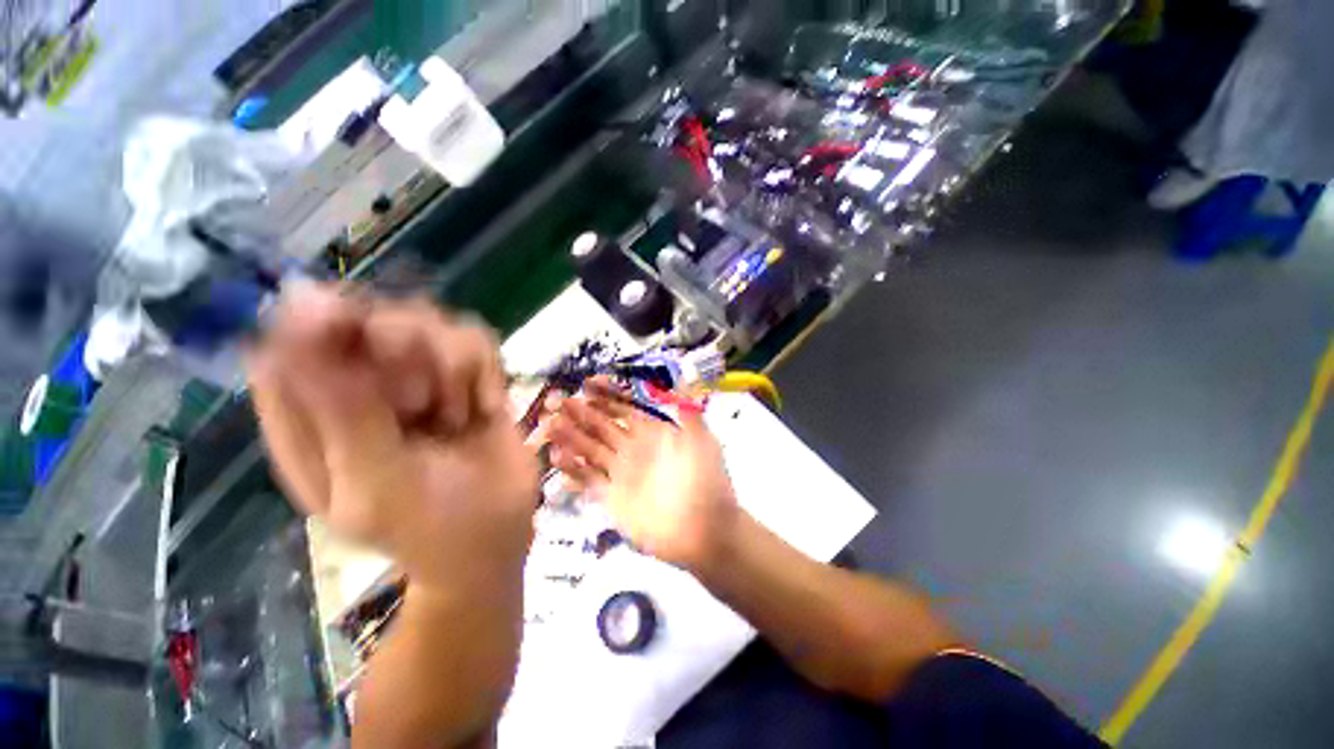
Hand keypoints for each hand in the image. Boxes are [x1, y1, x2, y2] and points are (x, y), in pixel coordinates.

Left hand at [246, 285, 538, 589]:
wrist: (497, 533)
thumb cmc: (429, 525)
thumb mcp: (377, 484)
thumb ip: (342, 411)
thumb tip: (302, 319)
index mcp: (312, 418)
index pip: (289, 342)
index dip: (316, 323)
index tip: (353, 330)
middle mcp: (360, 386)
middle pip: (366, 314)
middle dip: (403, 348)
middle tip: (418, 403)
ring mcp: (418, 375)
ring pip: (428, 318)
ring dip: (453, 365)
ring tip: (457, 417)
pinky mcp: (467, 376)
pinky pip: (477, 338)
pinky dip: (487, 370)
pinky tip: (486, 409)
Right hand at [547, 382, 737, 572]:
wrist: (705, 530)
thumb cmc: (706, 481)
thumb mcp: (703, 440)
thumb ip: (688, 410)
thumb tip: (682, 377)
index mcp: (651, 432)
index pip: (624, 407)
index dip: (607, 394)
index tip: (588, 383)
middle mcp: (632, 448)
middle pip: (601, 425)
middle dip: (580, 412)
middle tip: (557, 400)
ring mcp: (620, 473)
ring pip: (589, 449)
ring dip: (570, 437)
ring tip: (550, 425)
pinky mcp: (611, 497)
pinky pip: (587, 480)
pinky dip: (572, 470)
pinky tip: (557, 458)